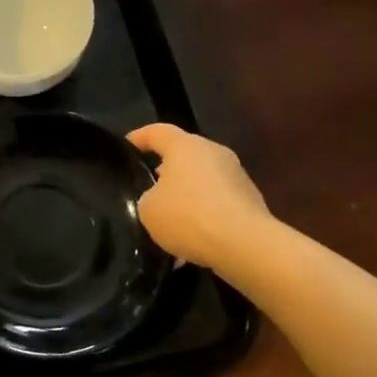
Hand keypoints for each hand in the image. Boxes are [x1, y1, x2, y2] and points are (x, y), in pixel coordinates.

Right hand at [127, 124, 271, 269]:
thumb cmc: (189, 216)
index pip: (157, 132)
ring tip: (168, 225)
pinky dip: (203, 219)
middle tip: (147, 189)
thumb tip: (159, 199)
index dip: (139, 137)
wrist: (245, 244)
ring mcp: (236, 176)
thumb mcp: (148, 210)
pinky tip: (190, 244)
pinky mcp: (250, 201)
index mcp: (185, 146)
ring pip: (202, 182)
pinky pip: (217, 205)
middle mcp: (214, 153)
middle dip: (165, 171)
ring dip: (186, 198)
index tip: (126, 146)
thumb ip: (148, 197)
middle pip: (183, 156)